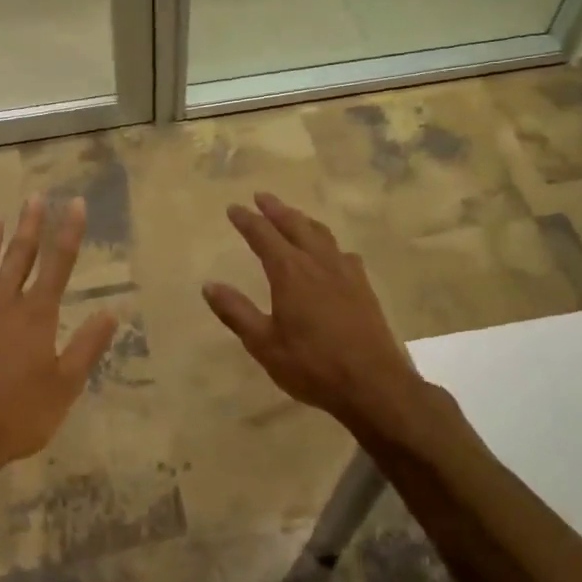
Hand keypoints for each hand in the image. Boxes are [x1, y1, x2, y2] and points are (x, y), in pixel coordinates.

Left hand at [0, 195, 118, 491]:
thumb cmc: (18, 415)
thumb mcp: (65, 386)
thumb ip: (87, 347)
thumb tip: (111, 312)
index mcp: (36, 316)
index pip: (58, 265)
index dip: (68, 232)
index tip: (74, 203)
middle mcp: (2, 307)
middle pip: (18, 258)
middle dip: (28, 227)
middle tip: (33, 198)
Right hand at [203, 191, 423, 433]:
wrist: (373, 383)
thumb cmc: (312, 365)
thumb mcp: (264, 344)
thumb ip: (236, 312)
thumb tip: (209, 285)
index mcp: (290, 272)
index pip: (263, 236)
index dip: (247, 221)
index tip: (234, 208)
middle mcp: (318, 263)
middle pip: (295, 225)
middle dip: (276, 209)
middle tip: (262, 197)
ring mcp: (345, 273)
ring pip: (322, 234)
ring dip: (303, 221)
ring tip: (293, 216)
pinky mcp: (363, 287)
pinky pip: (342, 252)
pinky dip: (328, 243)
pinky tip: (331, 254)